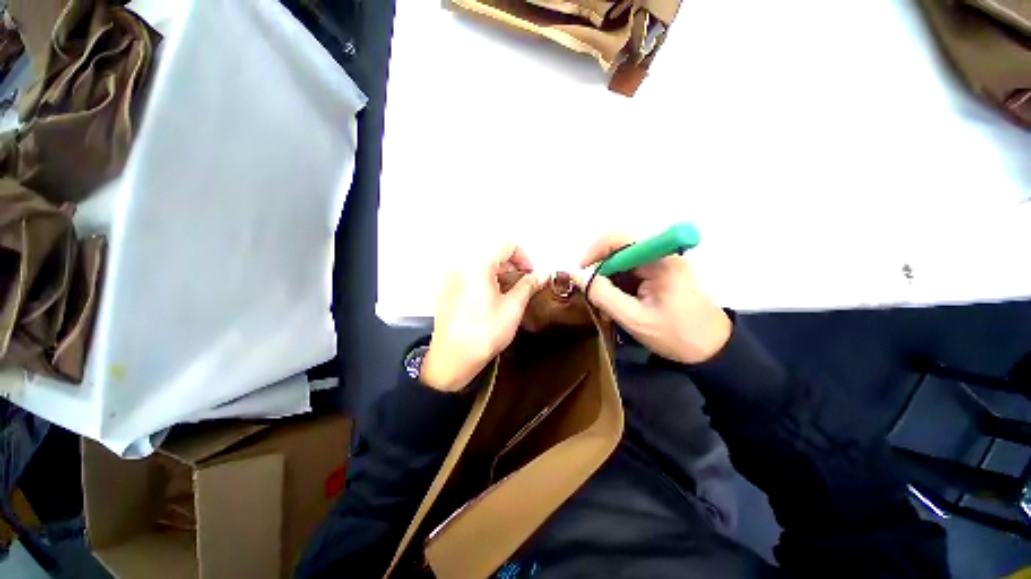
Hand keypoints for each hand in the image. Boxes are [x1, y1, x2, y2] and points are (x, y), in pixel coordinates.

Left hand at [422, 243, 542, 390]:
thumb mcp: (512, 308)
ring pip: (479, 263)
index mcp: (477, 265)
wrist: (452, 359)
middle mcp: (460, 265)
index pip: (506, 245)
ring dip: (498, 272)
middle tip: (522, 284)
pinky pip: (468, 274)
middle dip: (511, 264)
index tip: (530, 275)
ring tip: (508, 292)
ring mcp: (450, 277)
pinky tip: (489, 298)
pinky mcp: (445, 289)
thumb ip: (528, 286)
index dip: (523, 257)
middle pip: (491, 252)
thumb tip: (541, 275)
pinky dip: (483, 278)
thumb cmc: (485, 333)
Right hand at [575, 233, 731, 364]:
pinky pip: (628, 273)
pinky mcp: (658, 273)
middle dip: (599, 273)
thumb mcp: (634, 318)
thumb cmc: (677, 335)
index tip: (581, 274)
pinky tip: (616, 307)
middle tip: (592, 297)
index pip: (618, 238)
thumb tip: (576, 275)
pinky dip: (617, 288)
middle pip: (617, 250)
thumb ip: (603, 295)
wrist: (713, 350)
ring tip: (605, 308)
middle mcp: (660, 254)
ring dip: (607, 283)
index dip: (594, 252)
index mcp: (659, 259)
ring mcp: (660, 263)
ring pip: (620, 263)